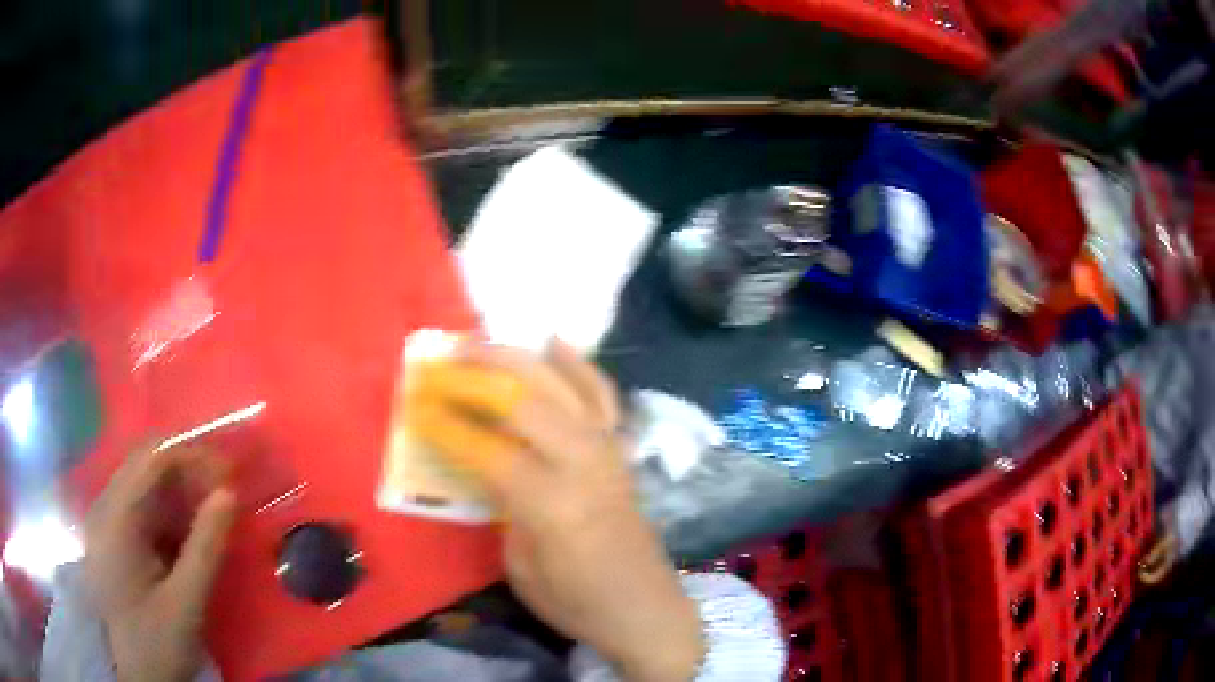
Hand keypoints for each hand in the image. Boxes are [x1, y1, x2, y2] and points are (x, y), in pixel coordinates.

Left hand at [83, 444, 236, 681]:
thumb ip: (205, 547)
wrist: (142, 677)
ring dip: (180, 490)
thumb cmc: (159, 643)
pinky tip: (190, 531)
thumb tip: (229, 493)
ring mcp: (108, 522)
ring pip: (144, 484)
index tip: (229, 470)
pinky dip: (170, 512)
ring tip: (214, 508)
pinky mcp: (115, 538)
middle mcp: (105, 508)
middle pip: (145, 465)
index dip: (190, 455)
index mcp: (115, 519)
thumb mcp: (186, 603)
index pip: (149, 460)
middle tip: (226, 488)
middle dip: (187, 469)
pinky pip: (143, 508)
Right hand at [410, 340, 704, 681]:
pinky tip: (555, 342)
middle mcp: (583, 465)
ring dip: (516, 359)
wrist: (646, 609)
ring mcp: (608, 451)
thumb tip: (477, 462)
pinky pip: (602, 397)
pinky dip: (578, 366)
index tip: (415, 404)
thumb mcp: (520, 566)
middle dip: (476, 376)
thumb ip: (499, 506)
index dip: (446, 424)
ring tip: (479, 344)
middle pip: (524, 401)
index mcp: (550, 504)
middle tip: (439, 364)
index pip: (487, 449)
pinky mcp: (621, 451)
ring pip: (561, 386)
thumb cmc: (576, 602)